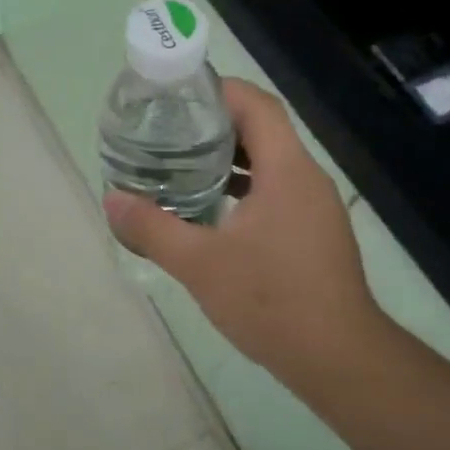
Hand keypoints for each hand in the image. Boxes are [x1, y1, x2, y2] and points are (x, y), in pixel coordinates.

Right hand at [103, 79, 391, 389]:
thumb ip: (152, 227)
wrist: (338, 359)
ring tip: (179, 163)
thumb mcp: (198, 263)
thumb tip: (111, 199)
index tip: (177, 94)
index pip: (257, 105)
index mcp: (286, 171)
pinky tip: (210, 208)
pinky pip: (275, 190)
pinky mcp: (313, 232)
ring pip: (269, 162)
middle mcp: (306, 179)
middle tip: (166, 130)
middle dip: (214, 123)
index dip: (219, 90)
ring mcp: (314, 207)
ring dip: (228, 157)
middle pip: (262, 129)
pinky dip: (242, 187)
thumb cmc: (271, 301)